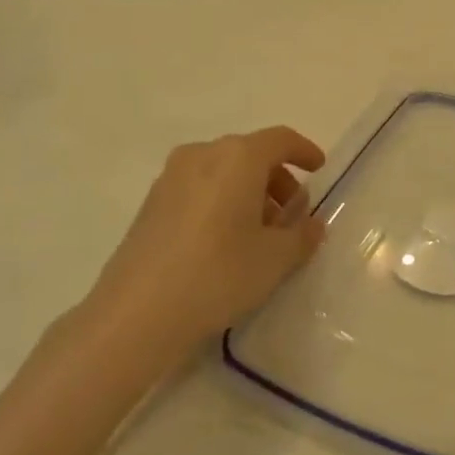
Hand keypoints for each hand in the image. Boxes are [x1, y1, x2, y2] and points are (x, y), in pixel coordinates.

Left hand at [85, 127, 326, 351]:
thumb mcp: (275, 259)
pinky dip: (220, 201)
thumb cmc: (218, 274)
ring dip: (248, 192)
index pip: (281, 140)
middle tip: (290, 214)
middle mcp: (203, 154)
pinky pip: (199, 188)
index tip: (318, 170)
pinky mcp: (150, 203)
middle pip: (250, 154)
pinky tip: (224, 241)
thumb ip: (301, 235)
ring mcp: (171, 177)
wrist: (135, 315)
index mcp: (238, 157)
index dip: (304, 151)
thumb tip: (311, 224)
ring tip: (259, 234)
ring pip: (223, 171)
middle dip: (276, 178)